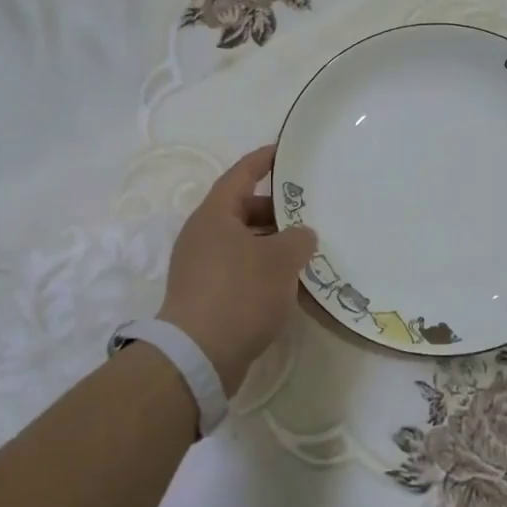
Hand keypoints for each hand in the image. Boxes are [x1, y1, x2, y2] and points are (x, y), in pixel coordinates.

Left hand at [159, 145, 318, 391]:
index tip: (283, 151)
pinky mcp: (204, 296)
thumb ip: (298, 239)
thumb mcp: (280, 260)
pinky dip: (262, 269)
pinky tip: (288, 283)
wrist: (199, 355)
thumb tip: (301, 235)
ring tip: (304, 249)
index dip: (262, 160)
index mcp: (215, 215)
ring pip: (242, 243)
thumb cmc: (240, 293)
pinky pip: (238, 270)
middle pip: (241, 210)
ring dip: (271, 243)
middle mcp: (202, 235)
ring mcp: (200, 267)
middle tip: (307, 210)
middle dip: (274, 209)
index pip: (241, 175)